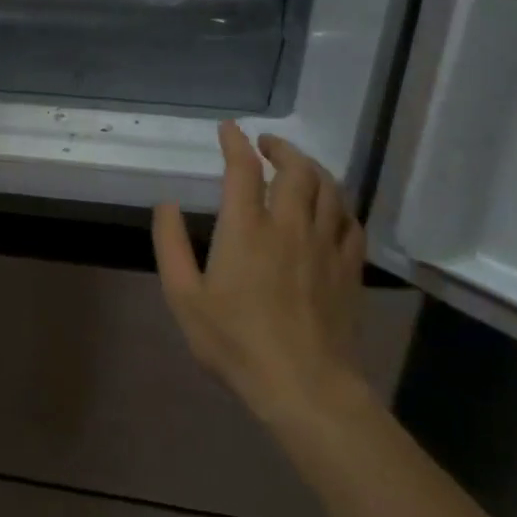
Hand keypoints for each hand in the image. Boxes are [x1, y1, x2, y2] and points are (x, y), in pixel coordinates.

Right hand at [152, 121, 369, 433]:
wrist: (305, 387)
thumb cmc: (235, 342)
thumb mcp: (183, 296)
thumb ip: (170, 245)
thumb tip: (166, 205)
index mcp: (246, 230)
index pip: (244, 170)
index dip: (235, 143)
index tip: (228, 129)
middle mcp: (290, 227)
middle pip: (296, 170)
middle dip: (280, 148)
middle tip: (265, 144)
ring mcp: (325, 247)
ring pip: (329, 189)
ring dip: (312, 168)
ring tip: (297, 165)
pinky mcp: (349, 269)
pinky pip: (350, 221)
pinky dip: (338, 203)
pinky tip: (329, 207)